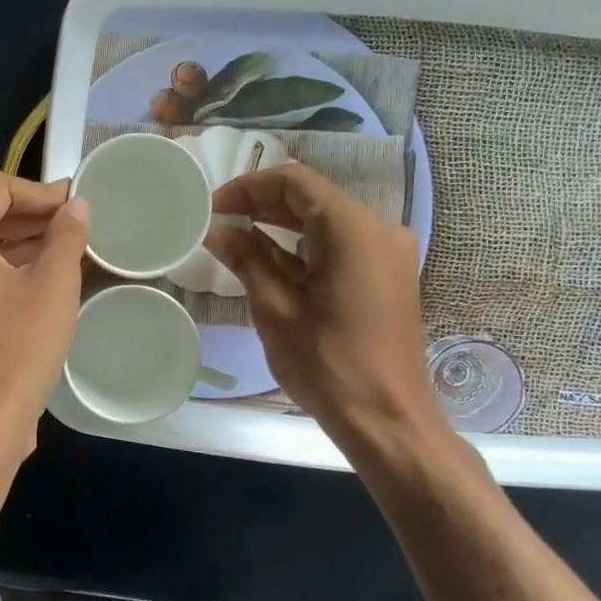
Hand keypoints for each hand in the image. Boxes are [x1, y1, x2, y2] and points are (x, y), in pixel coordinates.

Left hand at [0, 172, 90, 460]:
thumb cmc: (19, 343)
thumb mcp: (53, 282)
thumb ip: (66, 235)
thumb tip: (76, 206)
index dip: (41, 191)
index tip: (77, 206)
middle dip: (33, 216)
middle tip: (77, 224)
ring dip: (25, 243)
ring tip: (70, 250)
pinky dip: (12, 270)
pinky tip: (48, 281)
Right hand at [204, 164, 445, 446]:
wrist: (387, 419)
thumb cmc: (326, 363)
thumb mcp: (275, 309)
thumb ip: (247, 260)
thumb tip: (218, 232)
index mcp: (353, 229)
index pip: (295, 182)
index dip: (248, 187)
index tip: (213, 207)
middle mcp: (378, 229)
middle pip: (313, 198)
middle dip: (263, 204)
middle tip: (219, 221)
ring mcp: (387, 253)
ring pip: (326, 221)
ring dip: (281, 225)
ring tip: (236, 238)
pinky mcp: (386, 276)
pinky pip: (341, 246)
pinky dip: (305, 247)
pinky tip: (269, 259)